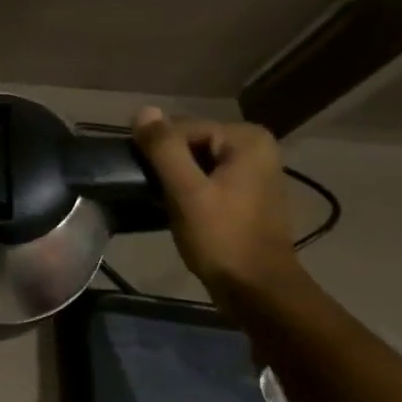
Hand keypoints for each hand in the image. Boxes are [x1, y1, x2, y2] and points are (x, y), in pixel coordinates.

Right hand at [131, 107, 306, 301]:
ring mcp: (254, 170)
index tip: (149, 182)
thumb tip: (143, 110)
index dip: (158, 153)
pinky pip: (206, 177)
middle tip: (157, 194)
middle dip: (167, 165)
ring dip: (175, 179)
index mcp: (246, 139)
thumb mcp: (186, 191)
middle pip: (189, 142)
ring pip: (194, 160)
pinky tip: (181, 211)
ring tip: (165, 203)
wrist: (258, 290)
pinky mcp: (246, 192)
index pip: (181, 128)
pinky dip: (188, 189)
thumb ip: (164, 148)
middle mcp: (256, 146)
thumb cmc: (222, 238)